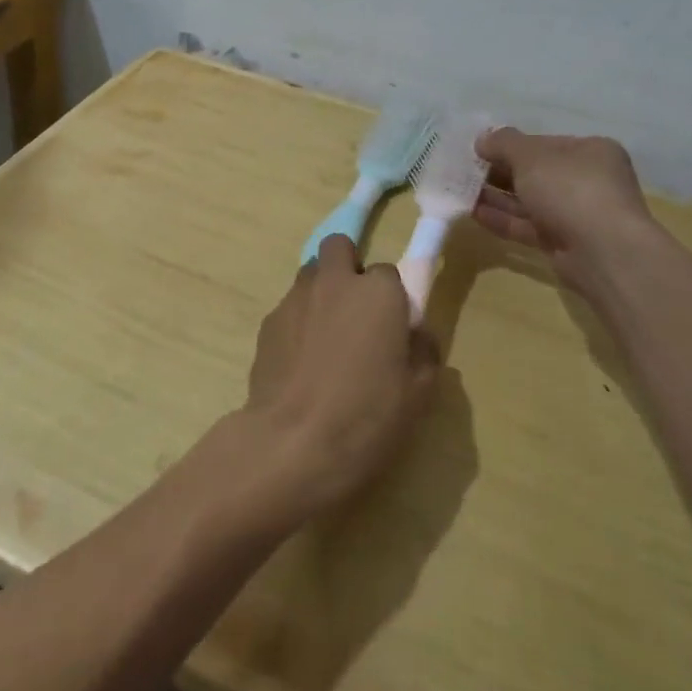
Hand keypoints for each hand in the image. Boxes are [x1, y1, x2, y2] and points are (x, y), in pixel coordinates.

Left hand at [240, 235, 439, 522]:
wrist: (293, 442)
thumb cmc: (366, 417)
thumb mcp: (419, 393)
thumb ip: (424, 351)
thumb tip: (417, 334)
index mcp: (377, 292)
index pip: (389, 273)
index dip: (391, 299)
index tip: (393, 328)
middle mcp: (334, 282)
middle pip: (339, 248)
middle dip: (348, 267)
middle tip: (356, 311)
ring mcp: (295, 298)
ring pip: (310, 275)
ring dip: (321, 292)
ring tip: (326, 338)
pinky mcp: (267, 322)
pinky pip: (288, 308)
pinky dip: (298, 322)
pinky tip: (301, 363)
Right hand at [474, 127, 658, 292]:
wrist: (603, 252)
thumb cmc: (570, 189)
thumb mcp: (531, 155)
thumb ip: (503, 143)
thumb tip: (482, 139)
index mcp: (590, 151)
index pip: (543, 143)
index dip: (510, 144)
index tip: (478, 149)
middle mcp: (587, 180)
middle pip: (535, 172)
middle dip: (499, 171)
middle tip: (463, 170)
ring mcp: (576, 213)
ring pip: (529, 200)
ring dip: (495, 195)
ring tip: (459, 190)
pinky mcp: (564, 242)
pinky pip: (527, 225)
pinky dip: (502, 218)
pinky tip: (472, 213)